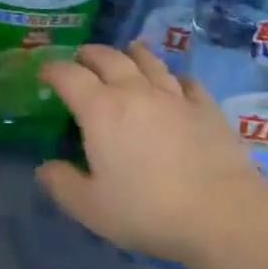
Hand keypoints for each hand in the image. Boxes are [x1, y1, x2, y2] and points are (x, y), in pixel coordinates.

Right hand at [37, 43, 263, 265]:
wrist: (223, 215)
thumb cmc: (148, 211)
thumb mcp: (92, 208)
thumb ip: (62, 185)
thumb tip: (45, 168)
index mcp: (100, 110)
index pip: (68, 75)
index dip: (52, 70)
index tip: (44, 73)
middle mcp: (134, 91)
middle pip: (108, 57)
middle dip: (89, 54)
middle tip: (81, 58)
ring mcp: (174, 96)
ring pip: (148, 61)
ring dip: (131, 54)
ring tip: (126, 53)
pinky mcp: (207, 107)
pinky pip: (187, 81)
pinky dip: (175, 77)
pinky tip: (175, 84)